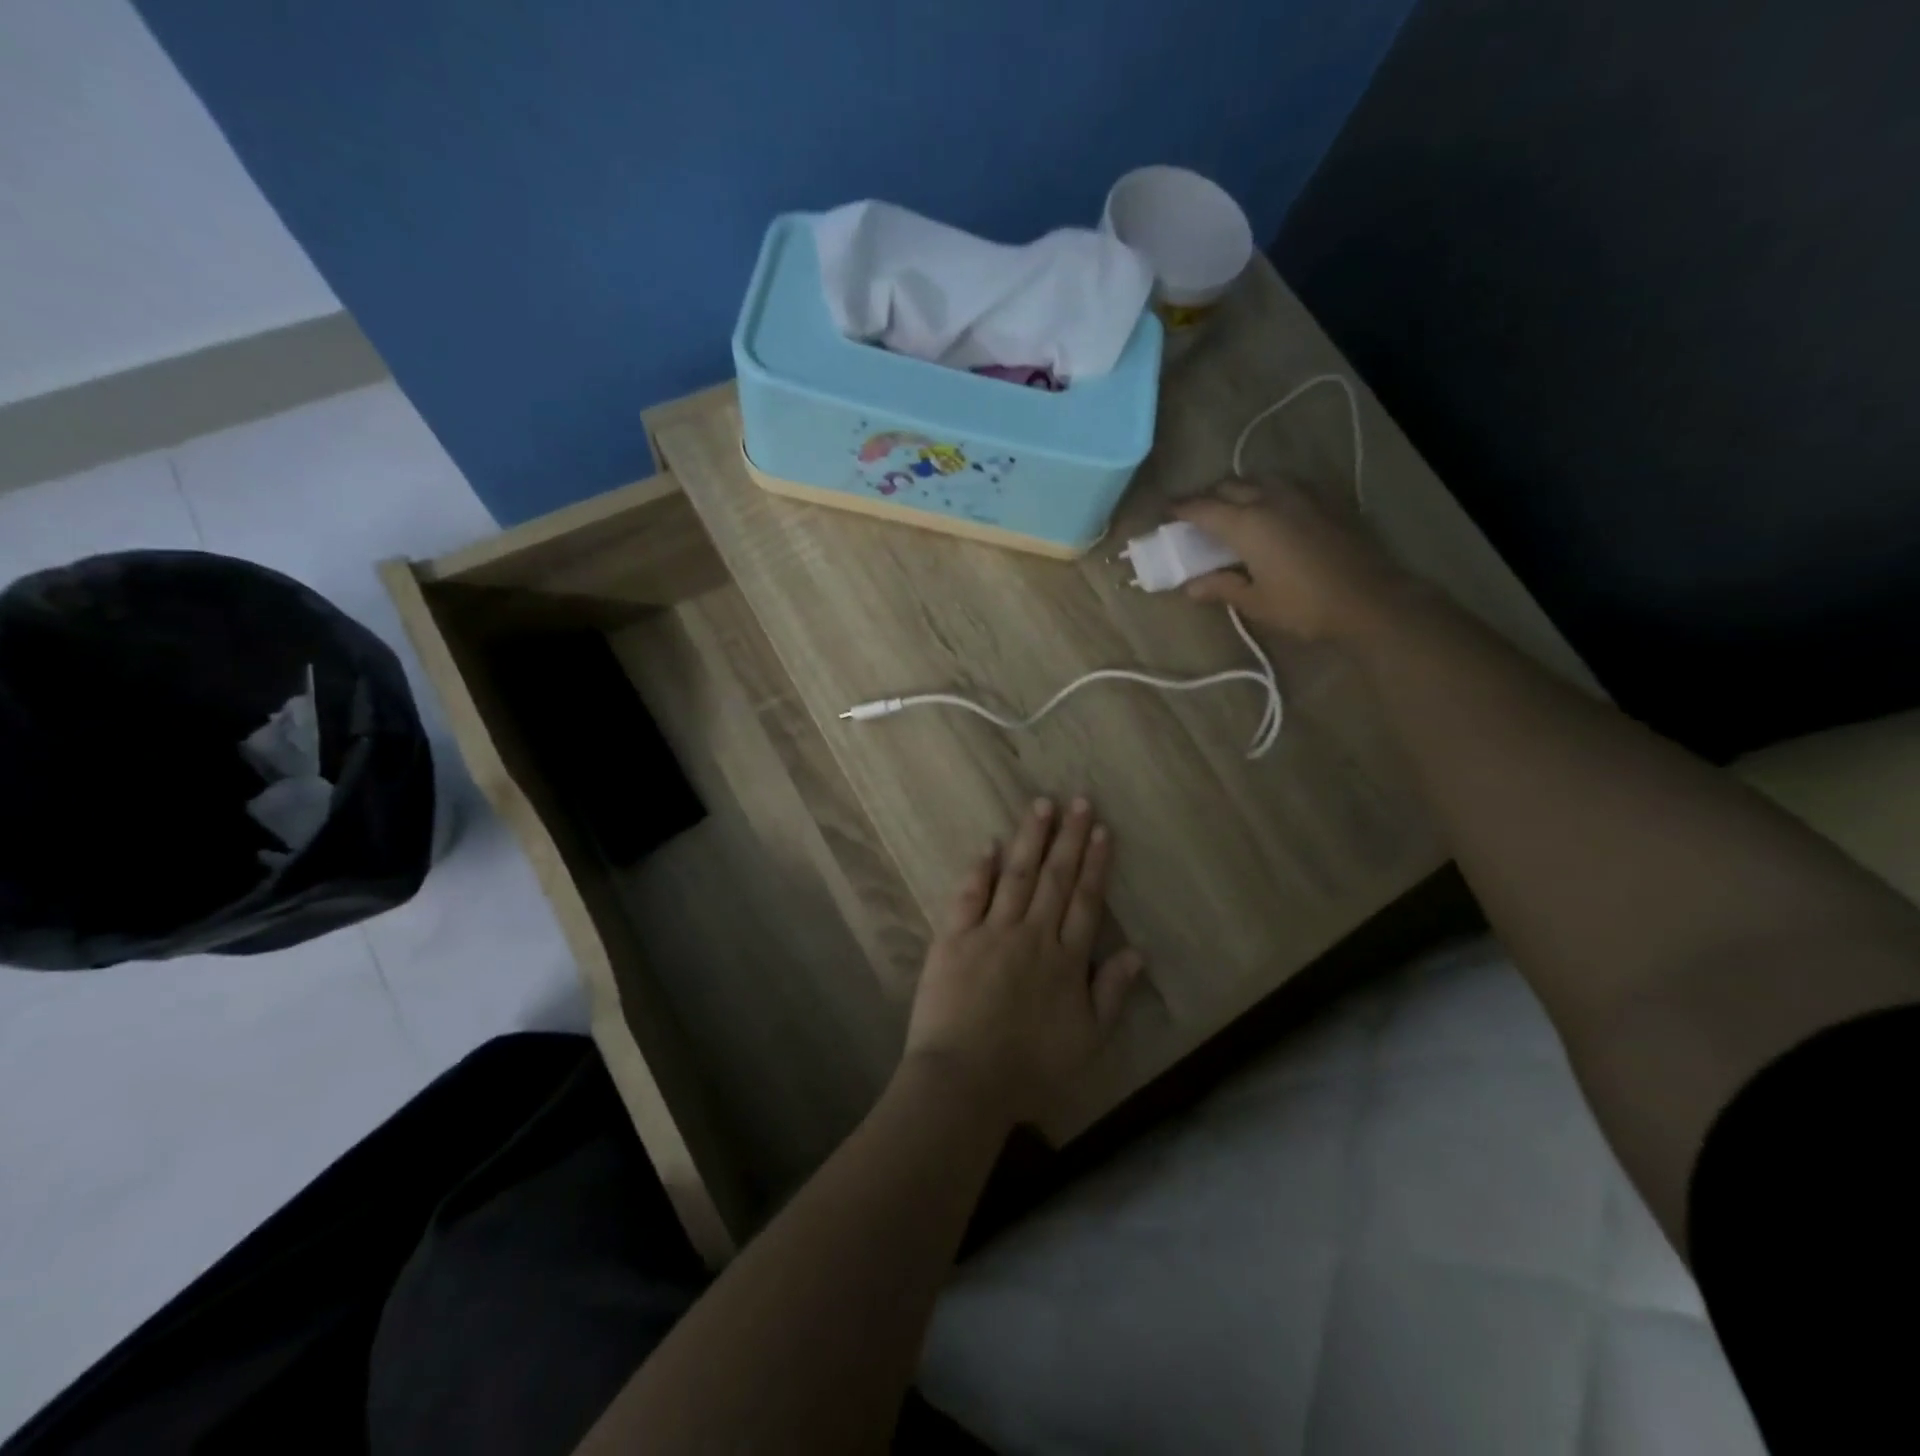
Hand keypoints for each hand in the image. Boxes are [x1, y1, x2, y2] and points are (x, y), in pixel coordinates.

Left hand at [902, 797, 1143, 1126]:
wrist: (966, 1081)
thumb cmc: (1031, 1069)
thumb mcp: (1088, 1041)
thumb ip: (1111, 993)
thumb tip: (1137, 952)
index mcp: (1065, 960)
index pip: (1085, 901)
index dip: (1095, 864)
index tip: (1101, 830)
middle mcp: (1032, 935)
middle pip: (1055, 878)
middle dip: (1069, 838)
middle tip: (1079, 801)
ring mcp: (991, 932)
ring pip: (1017, 876)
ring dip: (1030, 839)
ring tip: (1041, 805)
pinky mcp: (954, 938)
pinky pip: (969, 896)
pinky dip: (980, 870)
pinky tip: (989, 845)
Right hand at [1171, 478, 1417, 641]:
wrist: (1372, 599)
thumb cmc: (1305, 605)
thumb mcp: (1255, 602)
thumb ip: (1221, 587)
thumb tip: (1190, 586)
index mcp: (1247, 523)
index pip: (1202, 508)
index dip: (1181, 508)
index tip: (1165, 510)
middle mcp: (1271, 498)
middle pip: (1229, 485)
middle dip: (1208, 495)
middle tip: (1196, 513)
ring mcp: (1302, 494)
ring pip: (1259, 478)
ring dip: (1239, 488)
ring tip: (1233, 507)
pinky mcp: (1327, 498)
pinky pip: (1286, 484)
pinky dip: (1268, 490)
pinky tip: (1271, 508)